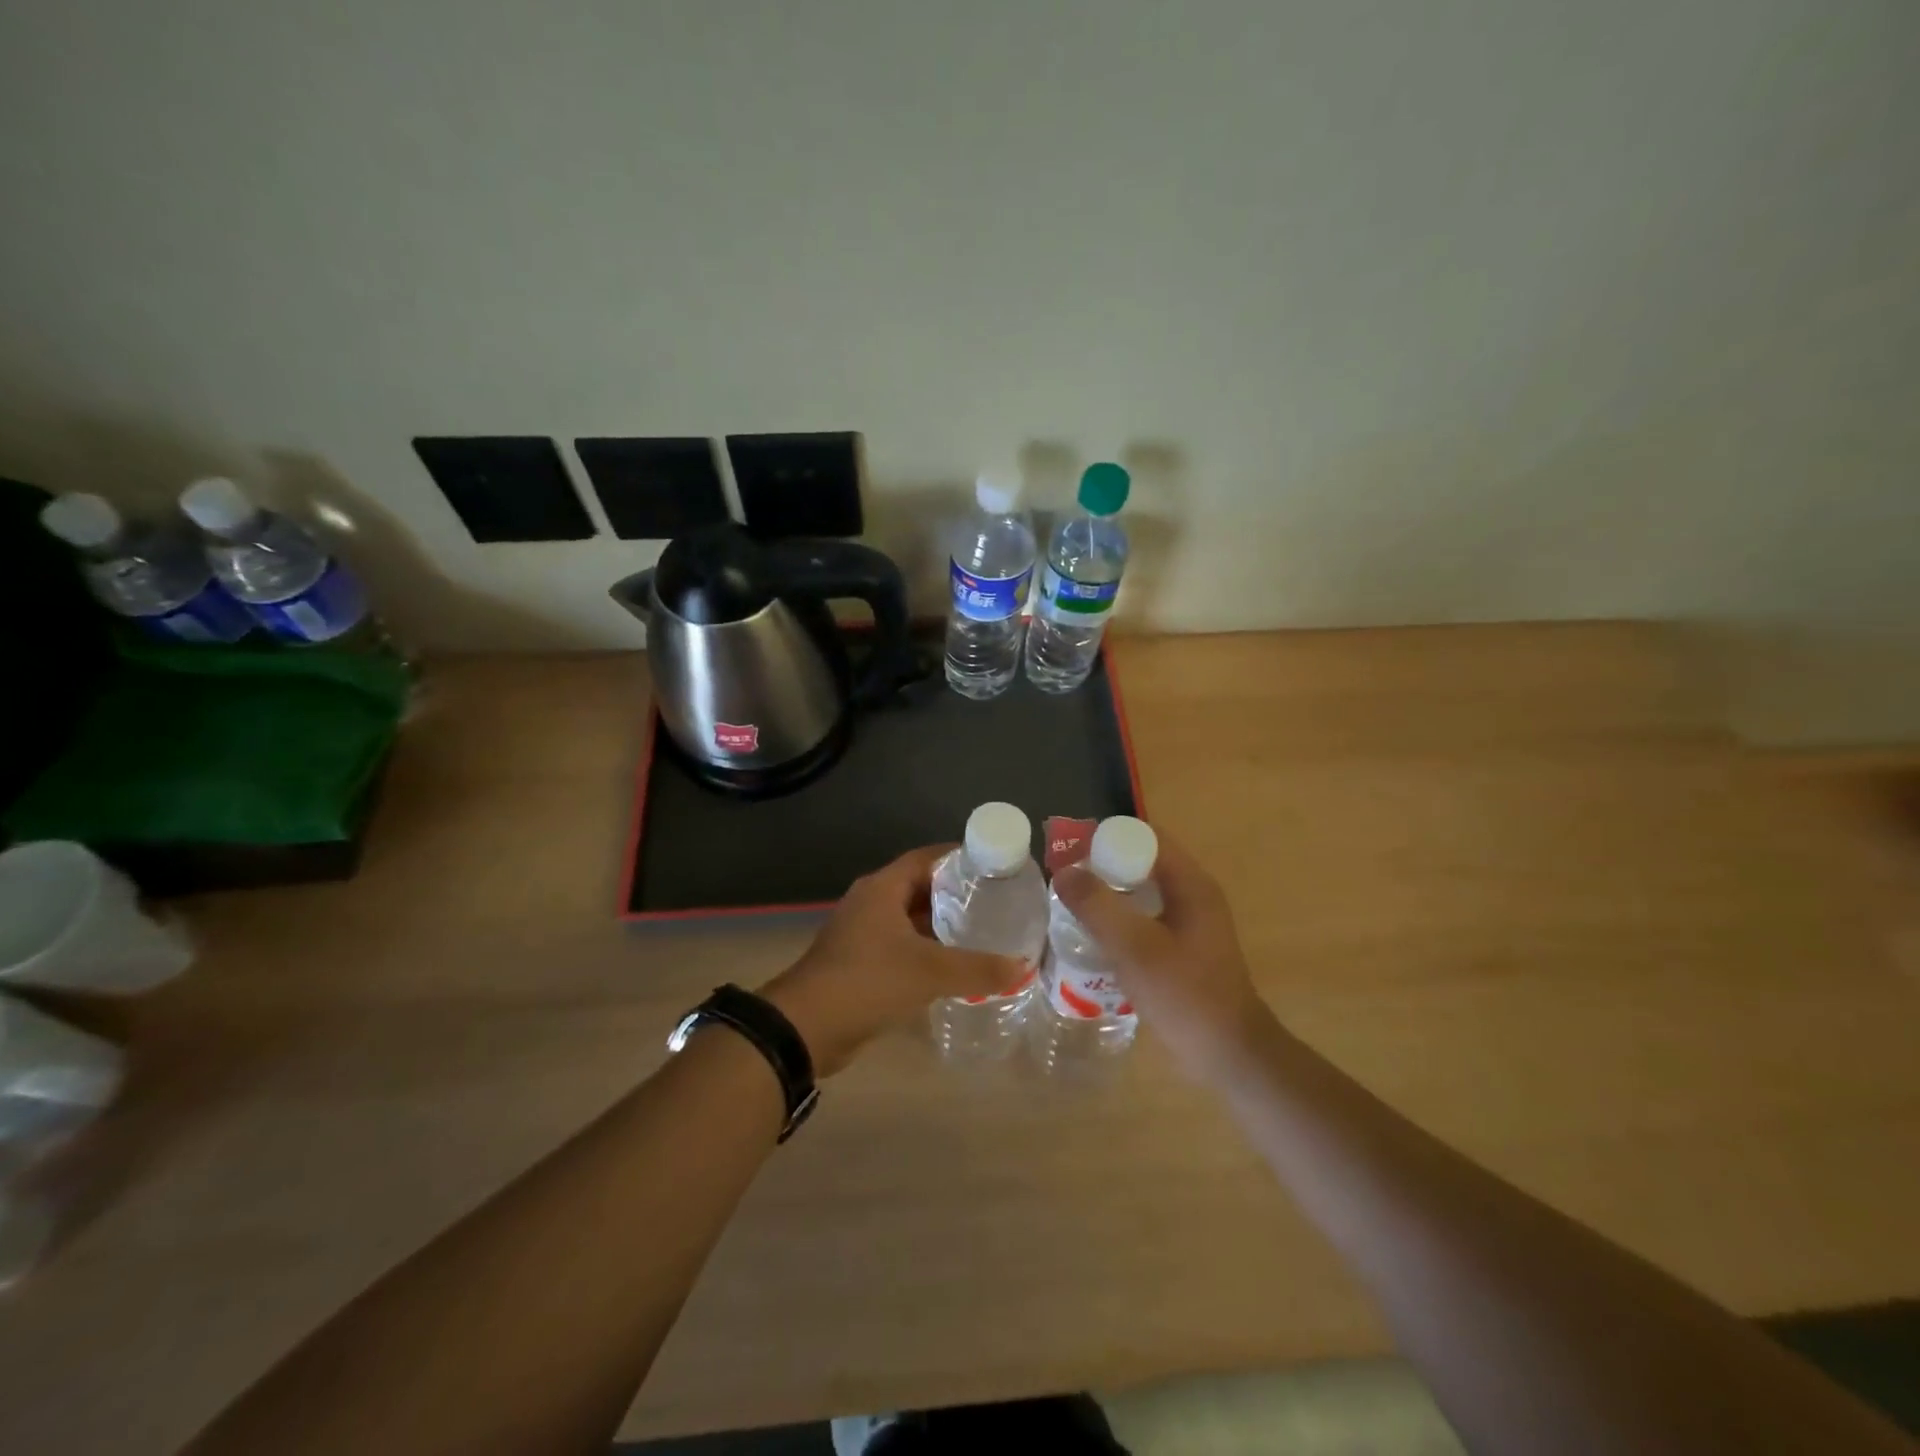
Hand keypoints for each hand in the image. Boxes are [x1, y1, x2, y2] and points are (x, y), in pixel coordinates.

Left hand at [760, 844, 1027, 1075]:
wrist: (806, 1027)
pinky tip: (953, 965)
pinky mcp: (859, 961)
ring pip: (910, 919)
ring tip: (983, 931)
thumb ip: (978, 968)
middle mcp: (871, 902)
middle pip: (920, 887)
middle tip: (996, 902)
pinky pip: (900, 945)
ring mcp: (862, 932)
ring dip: (941, 925)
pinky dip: (926, 950)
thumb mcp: (930, 972)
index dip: (959, 857)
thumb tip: (1022, 967)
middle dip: (955, 893)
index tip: (993, 866)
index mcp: (882, 888)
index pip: (926, 857)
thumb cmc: (867, 981)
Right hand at [1052, 833, 1270, 1080]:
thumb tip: (1064, 872)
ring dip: (1110, 895)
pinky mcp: (1185, 950)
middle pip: (1144, 863)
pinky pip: (1147, 919)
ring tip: (1071, 905)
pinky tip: (1096, 938)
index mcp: (1191, 885)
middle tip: (1064, 879)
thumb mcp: (1135, 948)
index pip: (1147, 838)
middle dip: (1103, 866)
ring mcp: (1191, 924)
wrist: (1229, 1056)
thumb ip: (1097, 907)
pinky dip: (1121, 920)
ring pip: (1143, 893)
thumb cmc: (1185, 996)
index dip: (1108, 838)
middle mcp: (1194, 896)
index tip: (1071, 852)